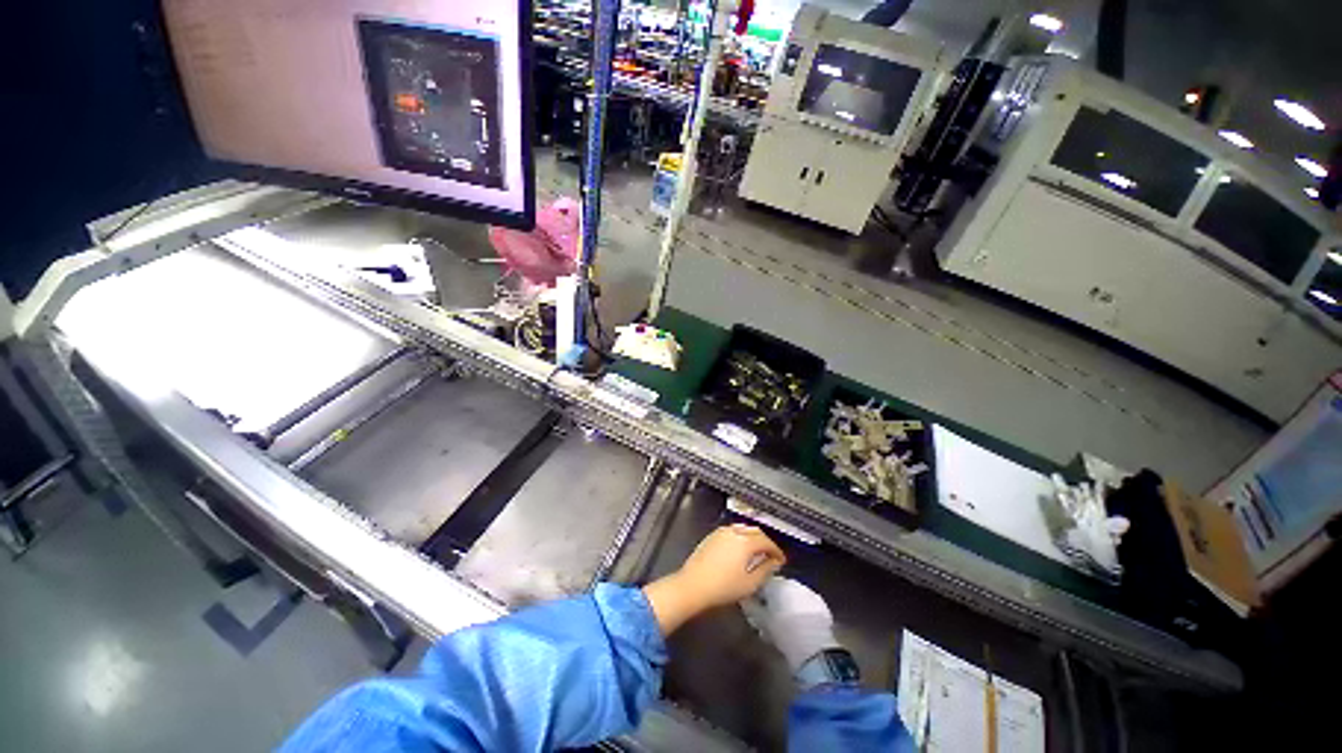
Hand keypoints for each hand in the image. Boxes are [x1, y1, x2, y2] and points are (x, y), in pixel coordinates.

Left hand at [643, 525, 785, 635]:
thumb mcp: (750, 583)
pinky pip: (732, 532)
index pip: (767, 541)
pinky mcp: (712, 536)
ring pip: (743, 529)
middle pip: (755, 532)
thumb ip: (765, 570)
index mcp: (745, 541)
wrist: (693, 585)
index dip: (776, 551)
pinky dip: (741, 538)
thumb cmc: (723, 587)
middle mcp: (734, 531)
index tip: (781, 560)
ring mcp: (721, 532)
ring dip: (753, 539)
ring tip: (757, 554)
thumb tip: (774, 562)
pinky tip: (740, 551)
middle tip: (771, 556)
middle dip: (765, 542)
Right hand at [742, 577, 840, 671]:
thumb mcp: (760, 620)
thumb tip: (743, 598)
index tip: (756, 608)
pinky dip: (802, 611)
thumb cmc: (782, 630)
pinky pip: (807, 604)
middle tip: (769, 618)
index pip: (762, 583)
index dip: (758, 595)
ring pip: (793, 595)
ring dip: (788, 605)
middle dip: (774, 600)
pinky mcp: (821, 605)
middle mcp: (792, 582)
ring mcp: (809, 592)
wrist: (813, 648)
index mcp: (776, 582)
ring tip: (785, 624)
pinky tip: (800, 626)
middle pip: (779, 588)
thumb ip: (749, 606)